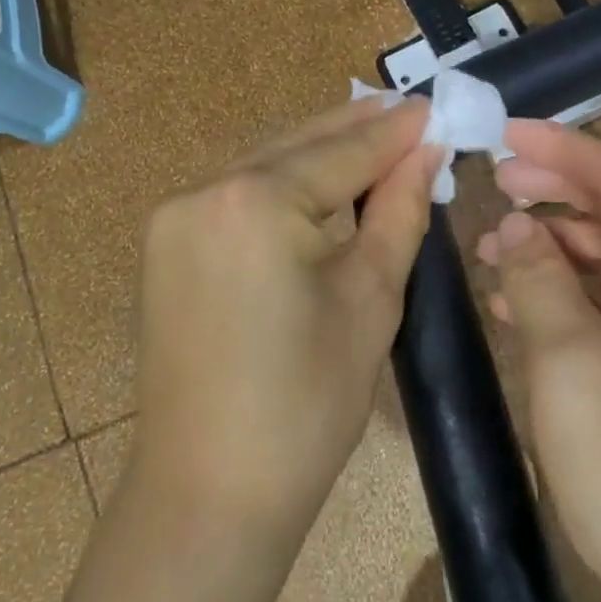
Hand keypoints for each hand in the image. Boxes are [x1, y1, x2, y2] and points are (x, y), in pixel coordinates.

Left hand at [130, 98, 441, 546]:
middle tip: (406, 111)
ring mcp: (175, 215)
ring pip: (264, 165)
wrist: (208, 493)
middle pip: (297, 146)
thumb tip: (425, 152)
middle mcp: (204, 189)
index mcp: (253, 200)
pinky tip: (315, 182)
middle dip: (354, 130)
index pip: (342, 152)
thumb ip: (398, 212)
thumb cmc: (306, 404)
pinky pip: (236, 194)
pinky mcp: (166, 242)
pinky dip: (280, 184)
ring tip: (371, 136)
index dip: (394, 133)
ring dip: (317, 153)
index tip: (434, 108)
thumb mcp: (369, 299)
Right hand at [475, 119, 600, 599]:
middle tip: (489, 180)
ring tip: (489, 247)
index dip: (559, 149)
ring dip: (548, 248)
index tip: (500, 130)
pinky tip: (512, 304)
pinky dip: (558, 297)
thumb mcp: (574, 356)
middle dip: (551, 194)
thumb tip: (513, 223)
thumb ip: (537, 274)